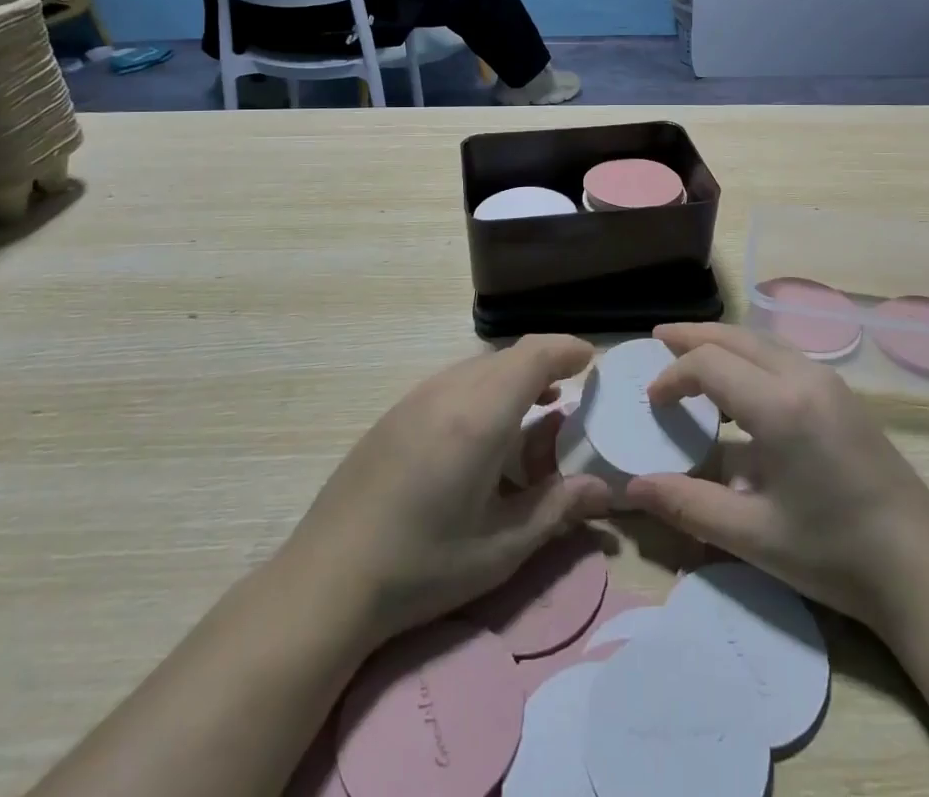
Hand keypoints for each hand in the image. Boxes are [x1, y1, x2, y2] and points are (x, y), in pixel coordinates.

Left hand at [283, 335, 611, 647]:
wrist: (326, 580)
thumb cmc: (422, 566)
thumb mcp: (501, 548)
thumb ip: (557, 509)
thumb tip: (603, 489)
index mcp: (480, 415)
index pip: (534, 355)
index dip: (567, 349)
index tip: (591, 362)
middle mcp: (449, 391)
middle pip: (508, 357)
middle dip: (545, 365)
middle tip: (569, 396)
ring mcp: (416, 398)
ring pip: (479, 367)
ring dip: (512, 377)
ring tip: (532, 410)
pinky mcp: (395, 412)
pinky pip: (452, 381)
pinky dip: (482, 388)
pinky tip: (482, 431)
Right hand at [622, 324, 928, 627]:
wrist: (921, 568)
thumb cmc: (833, 554)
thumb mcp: (753, 536)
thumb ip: (688, 504)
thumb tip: (632, 488)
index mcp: (779, 407)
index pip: (710, 364)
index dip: (673, 376)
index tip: (652, 402)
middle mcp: (803, 377)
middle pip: (736, 337)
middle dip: (693, 337)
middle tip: (658, 340)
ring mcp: (828, 381)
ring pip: (762, 341)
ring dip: (723, 342)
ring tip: (692, 353)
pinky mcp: (842, 394)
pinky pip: (783, 355)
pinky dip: (750, 355)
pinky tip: (741, 383)